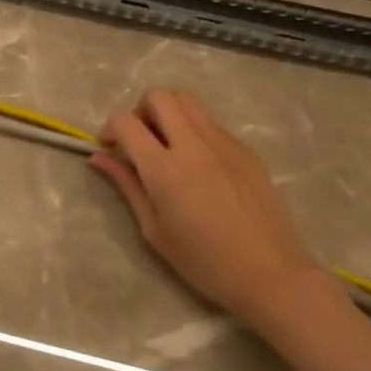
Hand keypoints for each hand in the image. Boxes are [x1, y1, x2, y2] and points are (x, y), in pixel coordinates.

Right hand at [90, 89, 347, 335]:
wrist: (271, 273)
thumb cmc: (204, 261)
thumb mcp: (154, 229)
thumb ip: (127, 186)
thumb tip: (98, 158)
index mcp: (165, 169)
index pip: (126, 122)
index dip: (109, 128)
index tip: (109, 147)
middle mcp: (193, 145)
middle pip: (159, 96)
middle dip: (139, 110)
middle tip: (139, 141)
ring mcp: (223, 142)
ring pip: (187, 100)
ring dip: (168, 112)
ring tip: (166, 145)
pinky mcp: (245, 148)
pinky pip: (210, 122)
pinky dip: (193, 129)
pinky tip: (197, 164)